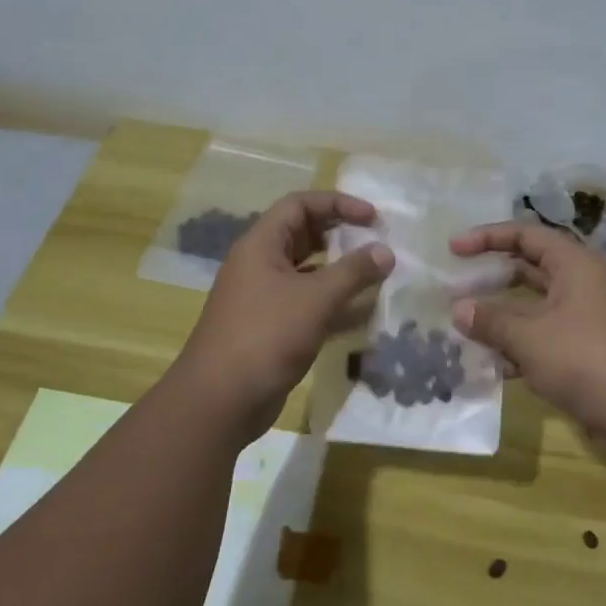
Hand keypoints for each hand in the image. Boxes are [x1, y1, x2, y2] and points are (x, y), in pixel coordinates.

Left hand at [178, 191, 393, 438]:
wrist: (220, 401)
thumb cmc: (266, 336)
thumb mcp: (316, 299)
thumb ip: (354, 271)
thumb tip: (386, 251)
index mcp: (261, 245)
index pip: (300, 204)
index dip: (338, 203)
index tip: (373, 217)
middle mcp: (259, 265)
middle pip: (303, 235)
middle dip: (341, 235)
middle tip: (376, 242)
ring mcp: (263, 297)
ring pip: (307, 272)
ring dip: (340, 271)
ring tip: (376, 275)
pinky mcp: (270, 327)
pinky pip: (306, 303)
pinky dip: (332, 303)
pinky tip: (361, 313)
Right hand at [450, 222, 605, 452]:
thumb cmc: (586, 360)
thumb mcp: (529, 339)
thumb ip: (491, 321)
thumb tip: (459, 309)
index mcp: (576, 264)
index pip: (526, 234)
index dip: (487, 237)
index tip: (453, 248)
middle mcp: (587, 283)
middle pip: (532, 268)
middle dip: (493, 279)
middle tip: (457, 289)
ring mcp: (593, 317)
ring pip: (539, 306)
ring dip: (505, 316)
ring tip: (468, 329)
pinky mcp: (595, 349)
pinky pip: (550, 335)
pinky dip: (524, 343)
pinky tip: (498, 366)